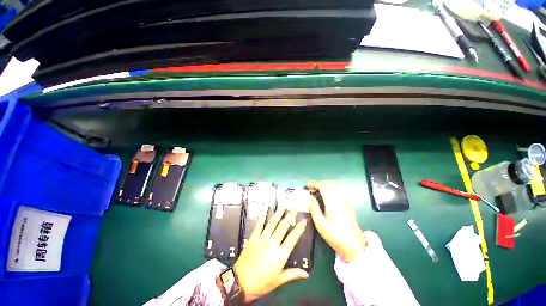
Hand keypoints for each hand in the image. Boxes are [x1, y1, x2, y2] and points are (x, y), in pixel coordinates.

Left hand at [234, 208, 308, 301]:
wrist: (240, 282)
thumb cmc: (261, 283)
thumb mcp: (278, 281)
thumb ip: (293, 274)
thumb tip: (306, 274)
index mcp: (280, 255)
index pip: (292, 239)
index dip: (299, 229)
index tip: (304, 220)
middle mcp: (272, 243)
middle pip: (283, 227)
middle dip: (289, 216)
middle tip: (294, 209)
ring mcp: (262, 239)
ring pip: (272, 223)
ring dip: (278, 213)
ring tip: (282, 206)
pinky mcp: (253, 237)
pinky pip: (259, 225)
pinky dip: (262, 216)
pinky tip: (265, 209)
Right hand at [307, 181, 366, 262]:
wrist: (354, 244)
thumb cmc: (335, 235)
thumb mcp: (320, 225)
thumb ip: (314, 209)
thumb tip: (310, 198)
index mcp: (332, 202)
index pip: (323, 186)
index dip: (314, 184)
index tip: (307, 185)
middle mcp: (340, 198)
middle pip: (329, 184)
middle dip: (319, 183)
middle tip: (312, 188)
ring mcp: (346, 199)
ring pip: (336, 185)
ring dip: (327, 184)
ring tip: (320, 189)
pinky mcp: (349, 203)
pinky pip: (341, 189)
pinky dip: (334, 187)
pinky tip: (330, 193)